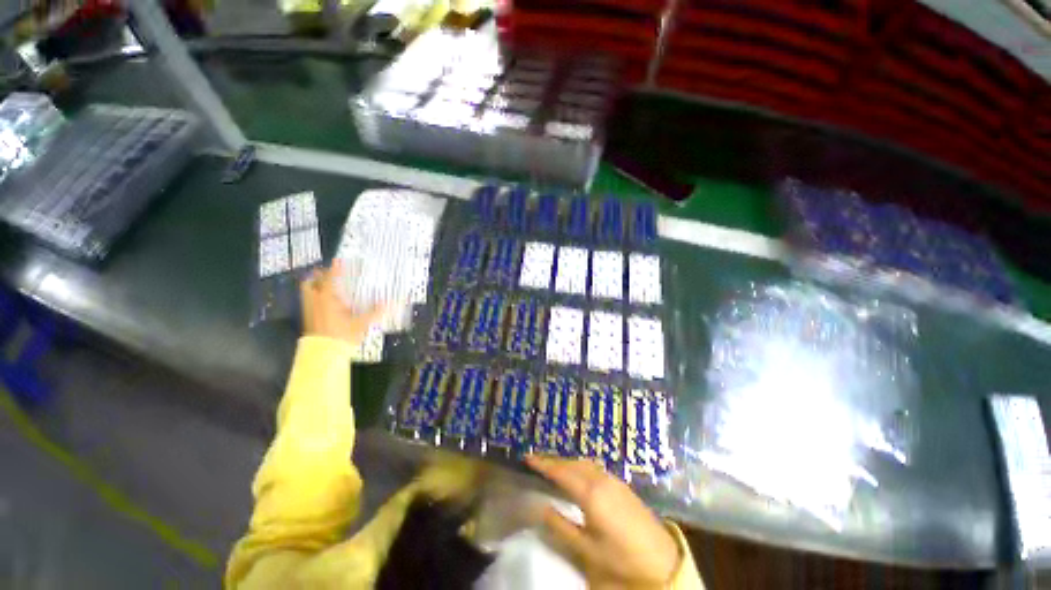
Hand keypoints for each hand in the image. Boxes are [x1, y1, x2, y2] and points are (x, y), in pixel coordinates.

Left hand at [300, 262, 383, 346]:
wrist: (323, 354)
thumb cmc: (342, 335)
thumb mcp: (361, 323)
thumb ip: (375, 312)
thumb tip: (390, 303)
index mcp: (327, 298)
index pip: (331, 278)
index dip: (336, 268)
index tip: (340, 260)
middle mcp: (315, 301)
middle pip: (311, 281)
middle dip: (320, 275)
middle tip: (330, 273)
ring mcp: (309, 309)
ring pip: (307, 291)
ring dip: (315, 285)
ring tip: (328, 285)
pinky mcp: (308, 318)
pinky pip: (309, 300)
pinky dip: (316, 296)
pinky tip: (327, 301)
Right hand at [526, 456, 681, 588]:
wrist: (660, 558)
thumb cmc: (621, 556)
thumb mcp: (587, 549)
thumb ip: (561, 527)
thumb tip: (541, 507)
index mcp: (590, 493)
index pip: (560, 472)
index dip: (543, 464)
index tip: (527, 458)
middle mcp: (600, 478)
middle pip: (571, 463)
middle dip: (553, 460)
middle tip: (536, 460)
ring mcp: (612, 478)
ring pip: (582, 463)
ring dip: (566, 462)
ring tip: (552, 466)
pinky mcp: (620, 483)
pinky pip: (592, 467)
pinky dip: (578, 466)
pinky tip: (576, 474)